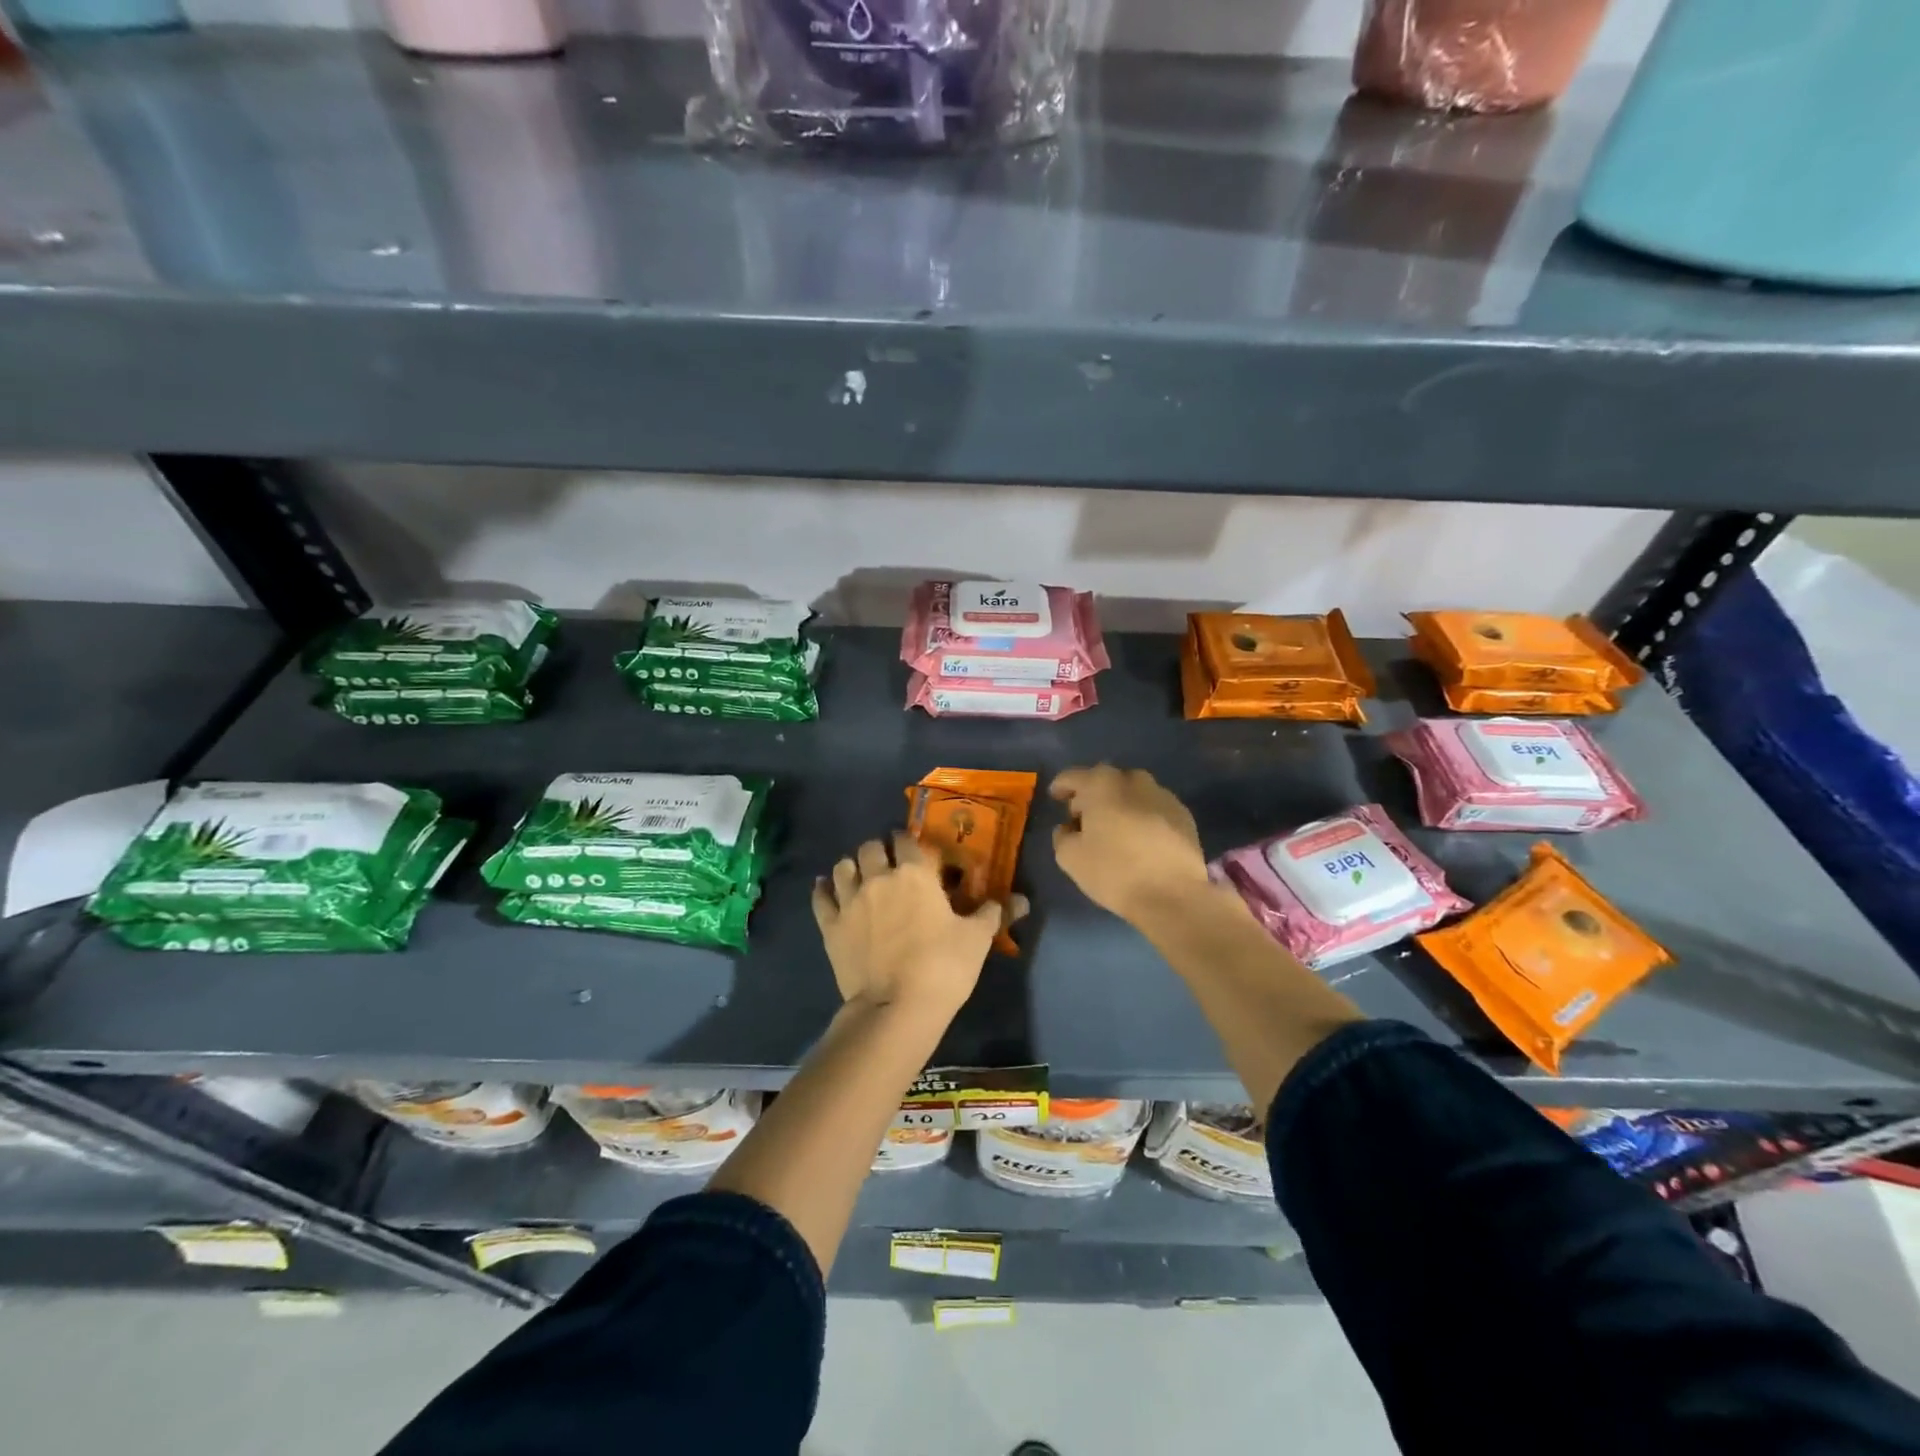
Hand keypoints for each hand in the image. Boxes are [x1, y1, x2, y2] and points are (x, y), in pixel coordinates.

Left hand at [812, 833, 1027, 1020]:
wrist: (896, 1009)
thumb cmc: (943, 967)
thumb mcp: (977, 939)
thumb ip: (993, 913)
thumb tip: (1019, 900)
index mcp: (914, 873)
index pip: (906, 839)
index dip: (910, 841)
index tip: (916, 851)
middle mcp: (878, 878)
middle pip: (870, 847)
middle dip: (880, 850)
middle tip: (889, 865)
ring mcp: (849, 901)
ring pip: (843, 866)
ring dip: (853, 866)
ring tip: (861, 876)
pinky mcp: (830, 927)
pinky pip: (821, 897)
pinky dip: (824, 889)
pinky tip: (827, 889)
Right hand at [1050, 765, 1211, 924]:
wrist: (1173, 895)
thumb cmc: (1114, 871)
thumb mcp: (1070, 857)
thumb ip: (1062, 835)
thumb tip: (1069, 828)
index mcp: (1102, 784)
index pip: (1073, 776)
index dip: (1061, 787)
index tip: (1055, 798)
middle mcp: (1134, 780)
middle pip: (1105, 780)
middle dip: (1092, 794)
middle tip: (1084, 817)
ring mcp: (1163, 795)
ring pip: (1133, 792)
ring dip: (1119, 804)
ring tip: (1114, 828)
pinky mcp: (1184, 815)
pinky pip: (1153, 808)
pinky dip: (1142, 816)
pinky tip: (1140, 839)